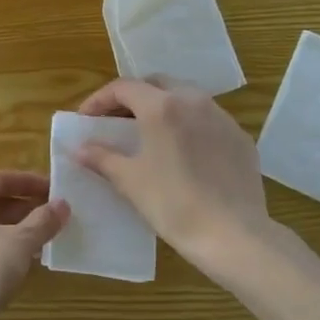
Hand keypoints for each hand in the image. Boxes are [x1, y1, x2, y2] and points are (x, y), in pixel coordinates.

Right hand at [76, 77, 277, 278]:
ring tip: (149, 134)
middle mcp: (194, 101)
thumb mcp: (130, 181)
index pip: (123, 87)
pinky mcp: (240, 137)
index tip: (86, 119)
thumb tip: (79, 148)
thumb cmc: (173, 204)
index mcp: (162, 106)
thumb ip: (102, 158)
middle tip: (116, 121)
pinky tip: (183, 152)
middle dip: (132, 97)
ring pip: (185, 97)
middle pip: (156, 84)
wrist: (233, 235)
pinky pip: (208, 120)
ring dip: (162, 107)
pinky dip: (188, 125)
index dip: (99, 100)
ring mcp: (222, 117)